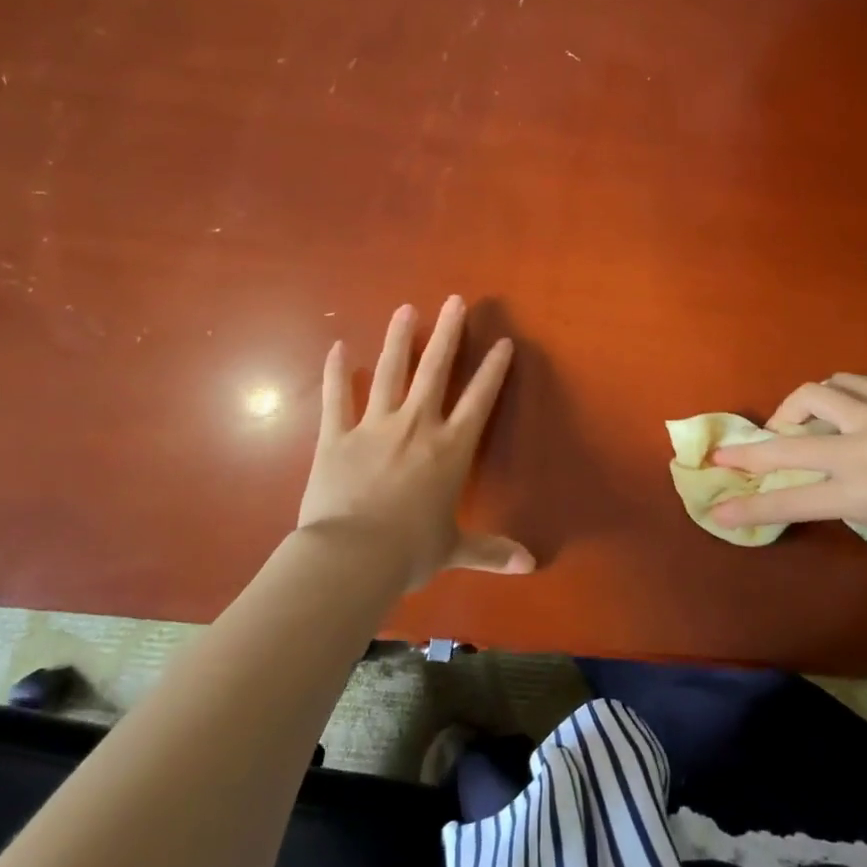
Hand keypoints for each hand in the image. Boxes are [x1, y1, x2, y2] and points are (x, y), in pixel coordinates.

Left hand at [298, 296, 533, 588]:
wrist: (351, 558)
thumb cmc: (409, 552)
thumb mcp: (454, 550)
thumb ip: (491, 551)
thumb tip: (530, 566)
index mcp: (450, 449)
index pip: (479, 400)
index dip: (493, 370)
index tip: (503, 342)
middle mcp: (417, 426)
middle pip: (436, 369)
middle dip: (448, 333)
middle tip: (454, 301)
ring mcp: (374, 426)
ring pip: (390, 372)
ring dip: (399, 339)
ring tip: (405, 309)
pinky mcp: (336, 436)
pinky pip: (336, 397)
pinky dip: (336, 372)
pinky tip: (338, 347)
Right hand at [709, 373, 866, 552]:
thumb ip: (848, 499)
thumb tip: (818, 482)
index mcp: (862, 490)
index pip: (791, 501)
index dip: (749, 507)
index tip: (717, 509)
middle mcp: (863, 446)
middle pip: (788, 443)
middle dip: (750, 450)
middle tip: (724, 453)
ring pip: (817, 393)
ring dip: (794, 408)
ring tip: (795, 422)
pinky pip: (852, 382)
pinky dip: (834, 393)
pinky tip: (837, 403)